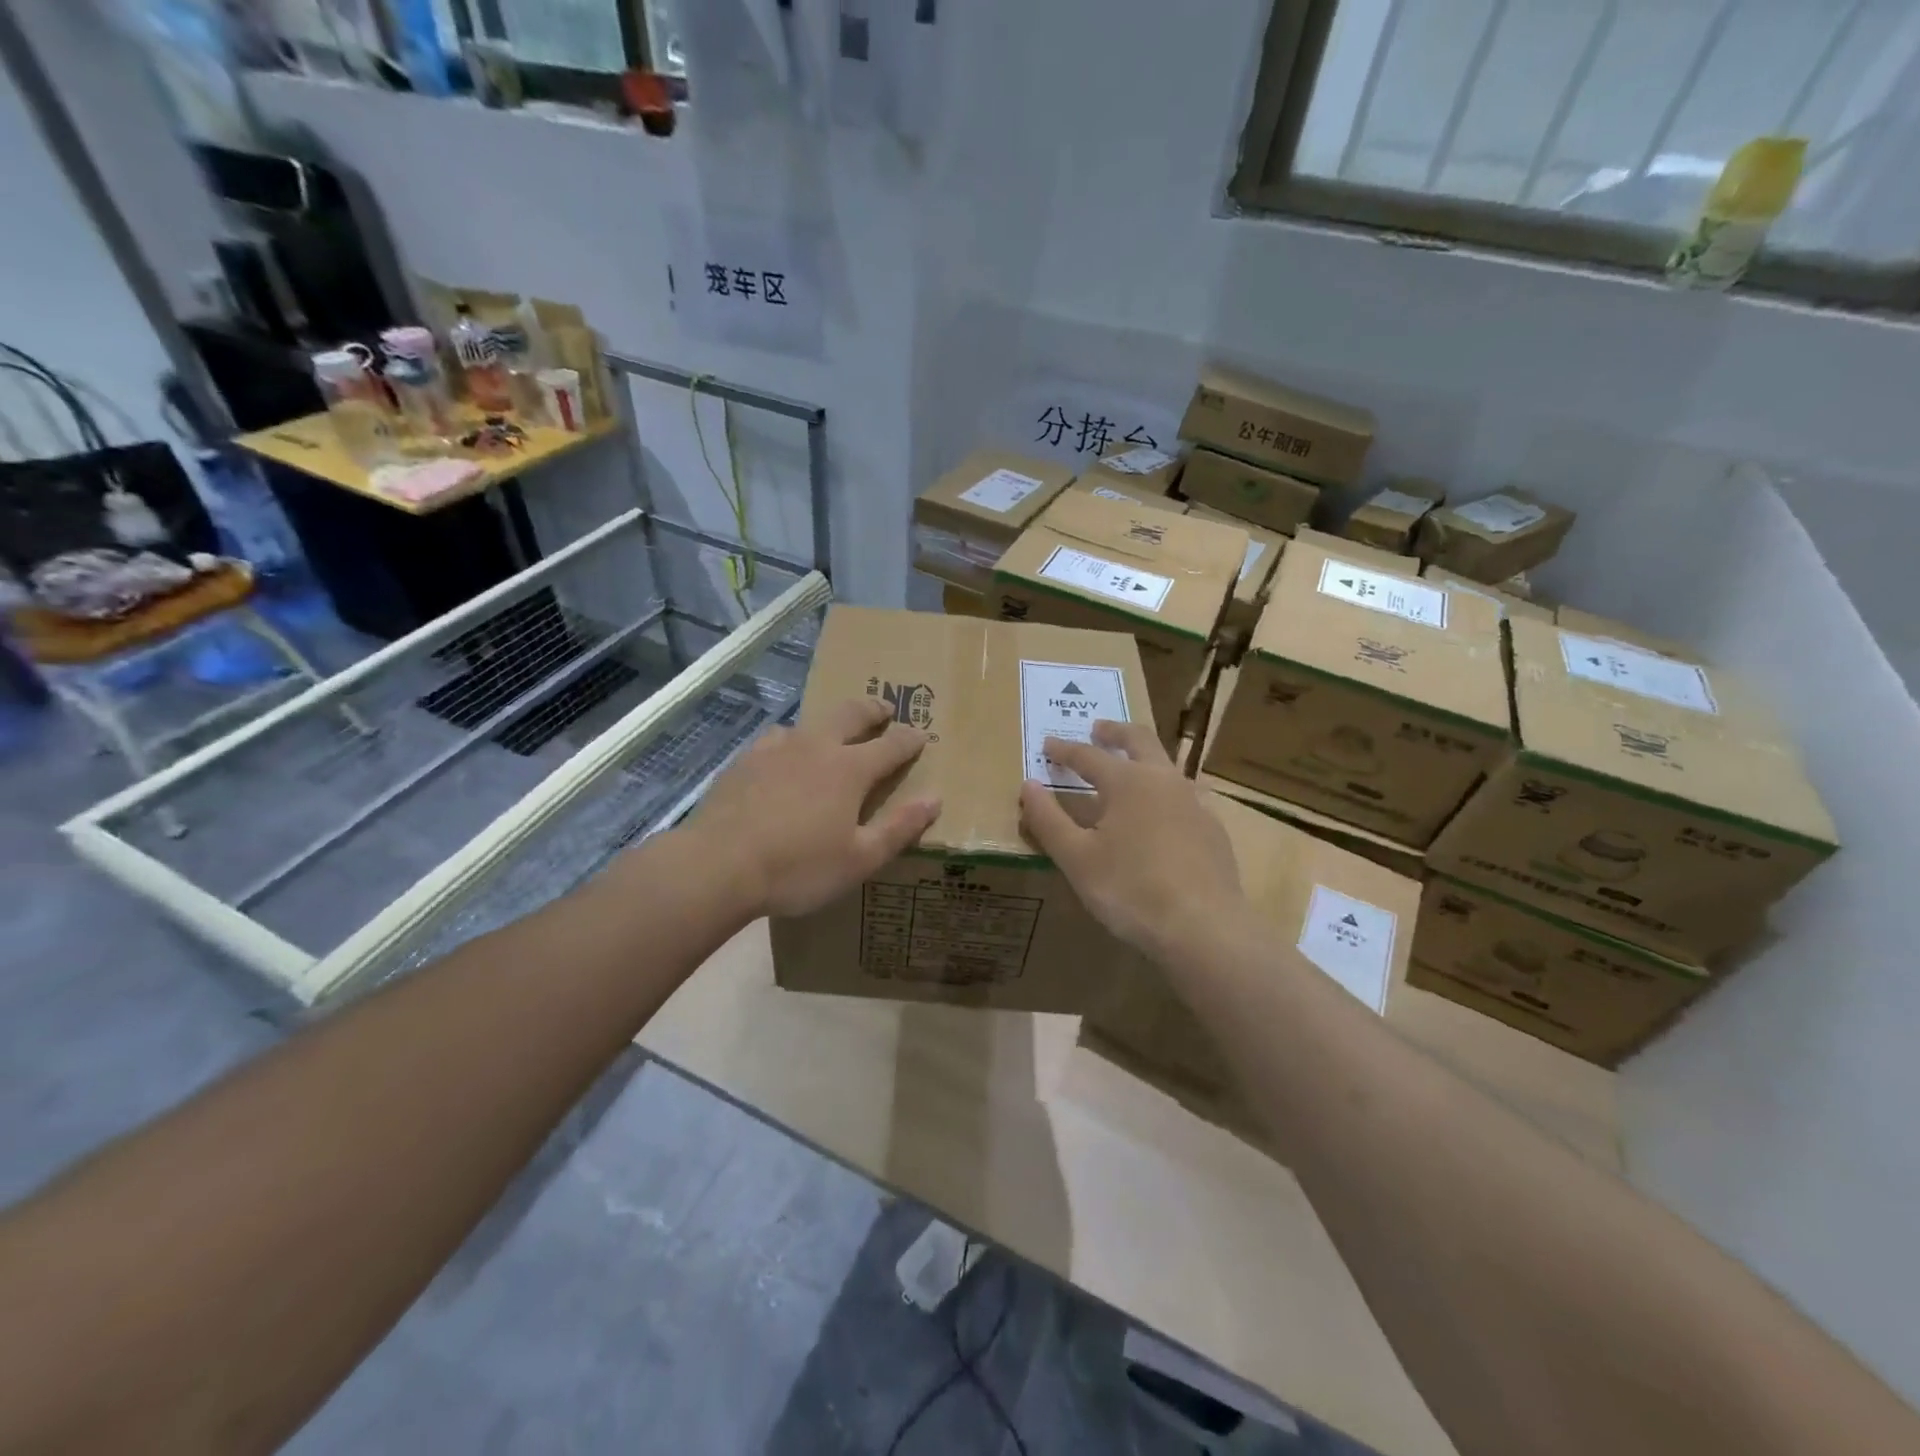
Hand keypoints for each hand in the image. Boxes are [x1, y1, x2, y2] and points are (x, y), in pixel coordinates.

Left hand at [686, 697, 940, 918]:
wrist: (718, 866)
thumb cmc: (798, 868)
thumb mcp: (860, 859)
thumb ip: (899, 828)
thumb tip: (934, 798)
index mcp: (850, 769)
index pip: (891, 745)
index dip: (910, 740)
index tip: (922, 736)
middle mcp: (817, 747)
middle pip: (851, 714)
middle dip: (873, 710)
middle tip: (884, 710)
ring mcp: (777, 749)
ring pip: (811, 722)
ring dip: (830, 723)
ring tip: (834, 733)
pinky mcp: (745, 761)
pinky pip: (776, 738)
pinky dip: (792, 740)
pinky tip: (784, 754)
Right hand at [1019, 721, 1244, 961]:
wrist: (1203, 928)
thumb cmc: (1130, 889)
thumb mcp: (1076, 858)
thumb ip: (1048, 819)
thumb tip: (1028, 785)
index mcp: (1128, 781)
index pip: (1088, 756)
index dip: (1065, 750)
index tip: (1048, 744)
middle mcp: (1164, 780)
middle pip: (1139, 741)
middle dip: (1115, 732)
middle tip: (1099, 729)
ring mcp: (1195, 802)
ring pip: (1167, 766)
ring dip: (1144, 758)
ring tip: (1131, 768)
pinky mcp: (1214, 829)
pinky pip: (1186, 795)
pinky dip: (1166, 791)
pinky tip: (1164, 812)